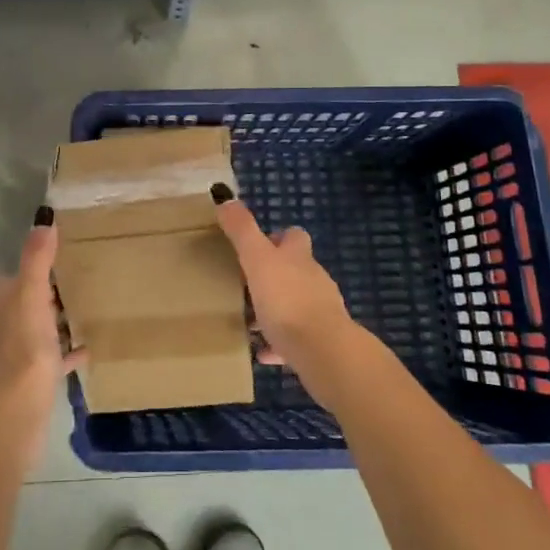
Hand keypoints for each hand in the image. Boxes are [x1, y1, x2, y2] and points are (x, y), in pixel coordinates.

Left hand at [0, 216, 83, 455]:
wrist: (18, 407)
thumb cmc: (23, 345)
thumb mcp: (32, 294)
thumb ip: (37, 258)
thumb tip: (43, 218)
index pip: (1, 279)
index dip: (17, 267)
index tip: (43, 254)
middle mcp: (1, 327)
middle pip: (18, 304)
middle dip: (38, 292)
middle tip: (68, 277)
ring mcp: (14, 356)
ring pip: (34, 331)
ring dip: (51, 321)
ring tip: (80, 308)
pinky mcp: (30, 380)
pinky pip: (51, 359)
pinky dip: (65, 353)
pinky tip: (87, 349)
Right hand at [214, 191, 369, 404]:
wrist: (323, 351)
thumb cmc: (286, 299)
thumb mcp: (257, 259)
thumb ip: (242, 230)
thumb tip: (226, 197)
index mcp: (299, 257)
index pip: (294, 237)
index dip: (278, 238)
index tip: (257, 246)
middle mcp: (314, 279)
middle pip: (296, 270)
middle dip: (274, 275)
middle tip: (246, 283)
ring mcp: (320, 311)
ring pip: (295, 304)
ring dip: (276, 309)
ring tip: (250, 319)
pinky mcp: (320, 342)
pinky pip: (296, 339)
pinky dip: (279, 342)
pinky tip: (263, 352)